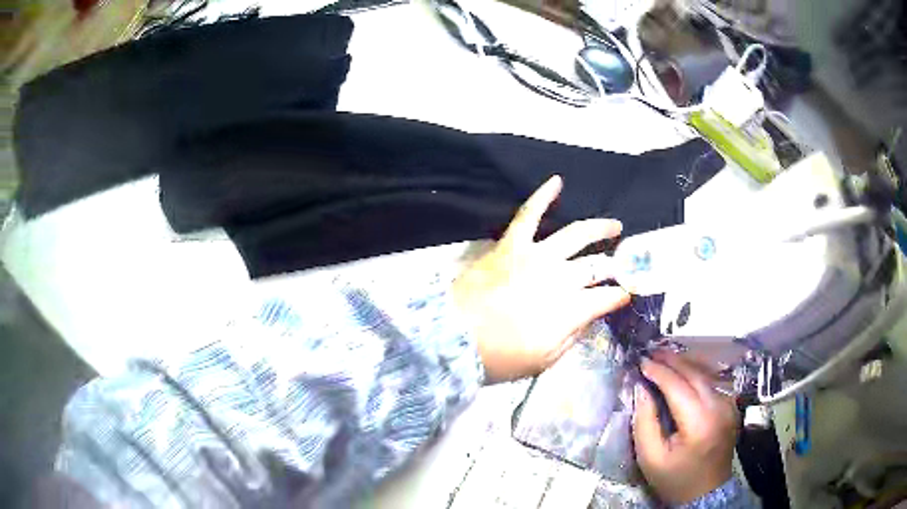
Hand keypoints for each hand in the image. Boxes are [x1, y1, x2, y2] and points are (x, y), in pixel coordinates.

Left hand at [452, 175, 629, 381]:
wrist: (453, 338)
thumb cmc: (500, 357)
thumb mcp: (543, 360)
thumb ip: (572, 337)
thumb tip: (590, 317)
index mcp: (571, 309)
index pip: (607, 297)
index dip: (619, 296)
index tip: (624, 294)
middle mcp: (561, 278)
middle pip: (595, 266)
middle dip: (614, 265)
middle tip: (622, 264)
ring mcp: (536, 256)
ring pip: (576, 234)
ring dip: (599, 228)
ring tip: (615, 226)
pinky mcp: (512, 244)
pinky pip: (529, 214)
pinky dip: (543, 195)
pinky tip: (557, 181)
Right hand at [633, 350, 738, 504]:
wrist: (705, 492)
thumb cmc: (675, 478)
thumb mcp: (650, 457)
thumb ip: (645, 421)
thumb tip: (641, 388)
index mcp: (699, 423)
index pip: (678, 386)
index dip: (658, 371)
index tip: (641, 362)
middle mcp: (719, 407)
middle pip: (694, 374)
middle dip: (672, 361)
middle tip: (651, 353)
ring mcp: (729, 405)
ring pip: (706, 374)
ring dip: (684, 364)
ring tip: (664, 358)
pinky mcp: (731, 406)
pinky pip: (712, 383)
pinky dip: (696, 374)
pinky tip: (683, 373)